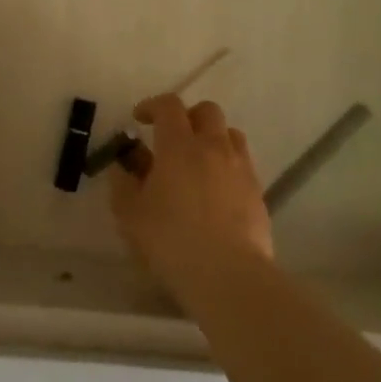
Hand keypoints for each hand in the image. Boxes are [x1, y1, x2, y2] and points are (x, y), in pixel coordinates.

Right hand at [109, 94, 273, 304]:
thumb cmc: (172, 241)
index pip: (169, 106)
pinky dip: (227, 165)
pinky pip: (242, 163)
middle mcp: (213, 147)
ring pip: (230, 134)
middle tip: (171, 137)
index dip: (152, 105)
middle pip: (207, 111)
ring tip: (197, 161)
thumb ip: (122, 185)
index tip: (139, 119)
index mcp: (179, 145)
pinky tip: (215, 191)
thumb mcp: (130, 215)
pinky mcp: (257, 191)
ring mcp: (240, 168)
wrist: (229, 276)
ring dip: (212, 138)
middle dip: (187, 116)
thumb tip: (123, 168)